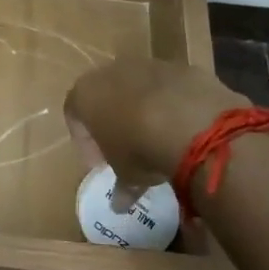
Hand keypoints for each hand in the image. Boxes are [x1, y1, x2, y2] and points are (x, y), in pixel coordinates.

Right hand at [64, 58, 250, 204]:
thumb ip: (120, 186)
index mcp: (85, 94)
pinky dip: (172, 105)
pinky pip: (169, 88)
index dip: (84, 142)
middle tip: (126, 149)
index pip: (73, 114)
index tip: (100, 164)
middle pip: (105, 96)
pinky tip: (184, 129)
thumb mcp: (127, 175)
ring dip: (143, 110)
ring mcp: (147, 64)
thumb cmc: (141, 150)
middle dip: (113, 121)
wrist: (195, 125)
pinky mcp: (180, 67)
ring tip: (158, 140)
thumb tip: (119, 205)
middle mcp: (111, 71)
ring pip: (138, 89)